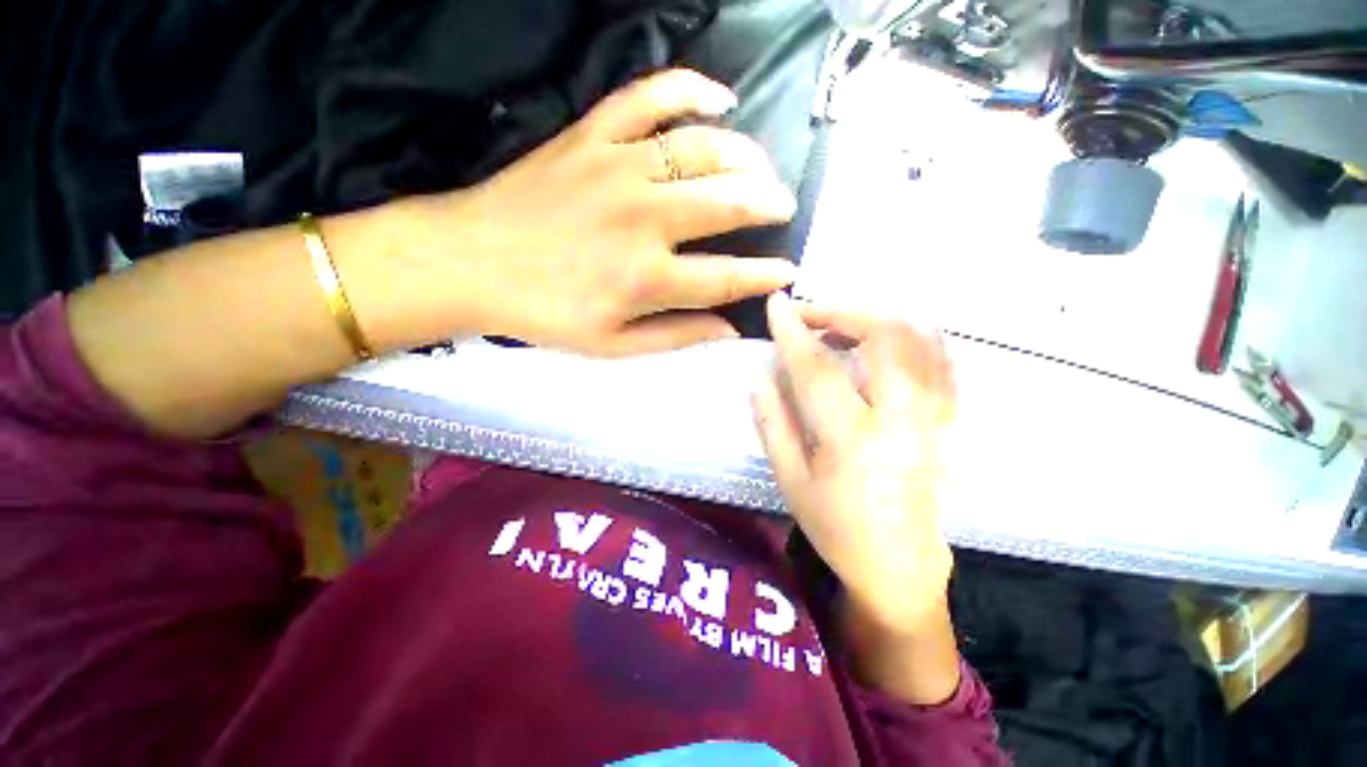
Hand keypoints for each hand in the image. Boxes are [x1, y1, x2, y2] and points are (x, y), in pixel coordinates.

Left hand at [341, 69, 798, 355]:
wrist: (473, 262)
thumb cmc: (545, 313)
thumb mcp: (613, 345)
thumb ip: (676, 336)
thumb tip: (728, 329)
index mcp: (648, 277)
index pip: (728, 277)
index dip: (766, 275)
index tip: (787, 271)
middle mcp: (644, 218)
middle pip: (730, 201)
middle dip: (769, 205)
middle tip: (782, 208)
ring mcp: (619, 167)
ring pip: (704, 148)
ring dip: (746, 156)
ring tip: (760, 168)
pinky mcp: (594, 134)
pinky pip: (651, 96)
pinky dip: (692, 89)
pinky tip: (720, 99)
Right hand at [752, 294, 955, 634]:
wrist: (900, 565)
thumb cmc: (836, 527)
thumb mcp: (790, 480)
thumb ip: (772, 423)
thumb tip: (758, 375)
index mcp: (851, 439)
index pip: (817, 368)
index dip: (794, 331)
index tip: (777, 305)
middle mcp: (900, 419)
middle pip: (882, 337)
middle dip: (841, 313)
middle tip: (811, 315)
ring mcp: (934, 417)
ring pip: (919, 340)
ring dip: (877, 319)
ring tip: (844, 326)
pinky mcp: (950, 422)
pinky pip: (943, 361)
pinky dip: (913, 337)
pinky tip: (887, 340)